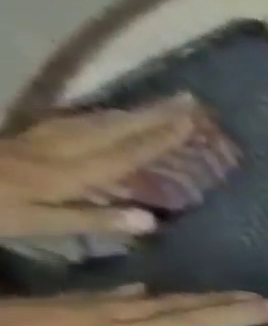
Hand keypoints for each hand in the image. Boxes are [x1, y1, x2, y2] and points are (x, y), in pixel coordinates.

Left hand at [0, 100, 201, 240]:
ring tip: (155, 108)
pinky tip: (105, 119)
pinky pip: (67, 125)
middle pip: (108, 130)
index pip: (124, 153)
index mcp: (65, 172)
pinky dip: (94, 120)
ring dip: (126, 114)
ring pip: (87, 123)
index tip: (191, 122)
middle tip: (184, 102)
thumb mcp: (37, 223)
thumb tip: (150, 219)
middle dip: (149, 116)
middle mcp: (54, 150)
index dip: (160, 138)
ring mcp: (33, 142)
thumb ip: (92, 219)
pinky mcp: (18, 141)